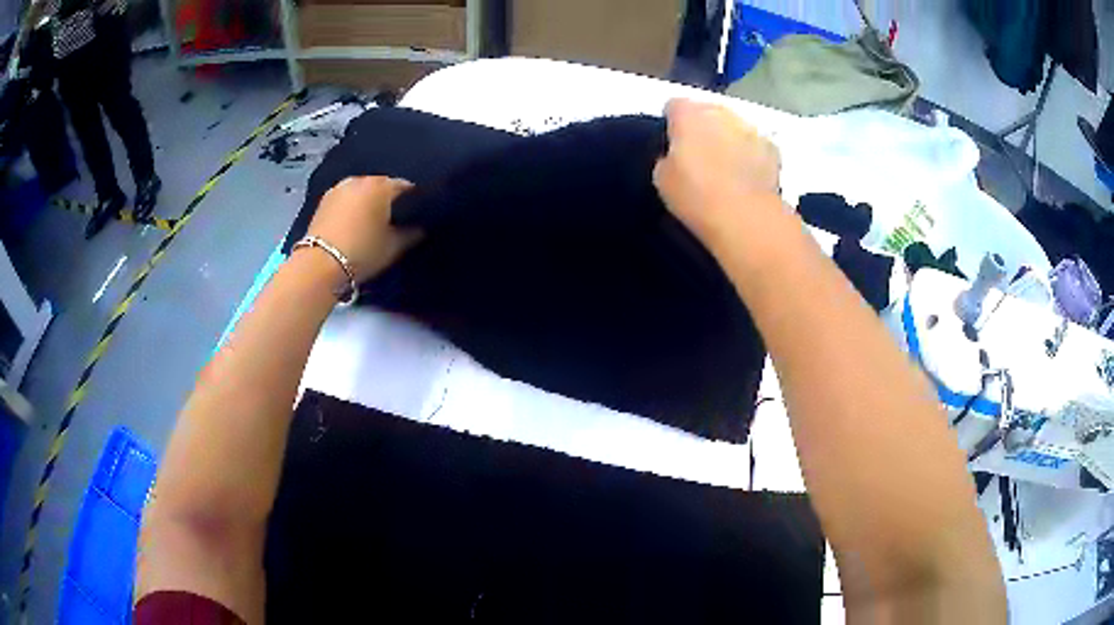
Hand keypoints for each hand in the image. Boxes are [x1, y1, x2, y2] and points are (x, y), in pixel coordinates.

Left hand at [305, 176, 420, 282]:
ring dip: (368, 202)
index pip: (406, 187)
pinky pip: (347, 199)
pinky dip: (352, 206)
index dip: (414, 201)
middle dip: (388, 200)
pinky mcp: (324, 200)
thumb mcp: (394, 247)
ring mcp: (340, 188)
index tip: (416, 216)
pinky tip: (354, 223)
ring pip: (362, 191)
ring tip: (372, 222)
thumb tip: (421, 227)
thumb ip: (412, 233)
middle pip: (382, 186)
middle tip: (394, 221)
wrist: (320, 265)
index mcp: (382, 185)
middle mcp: (361, 179)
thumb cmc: (363, 252)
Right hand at [653, 99, 781, 245]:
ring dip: (729, 140)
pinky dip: (751, 156)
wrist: (745, 216)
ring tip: (725, 170)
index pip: (674, 106)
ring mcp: (750, 127)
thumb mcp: (662, 179)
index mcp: (687, 113)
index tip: (672, 143)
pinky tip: (746, 179)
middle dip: (703, 128)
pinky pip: (756, 146)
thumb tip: (675, 158)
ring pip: (734, 127)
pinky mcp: (773, 148)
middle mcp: (720, 111)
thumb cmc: (696, 195)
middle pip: (707, 112)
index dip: (672, 124)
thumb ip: (667, 158)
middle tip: (698, 157)